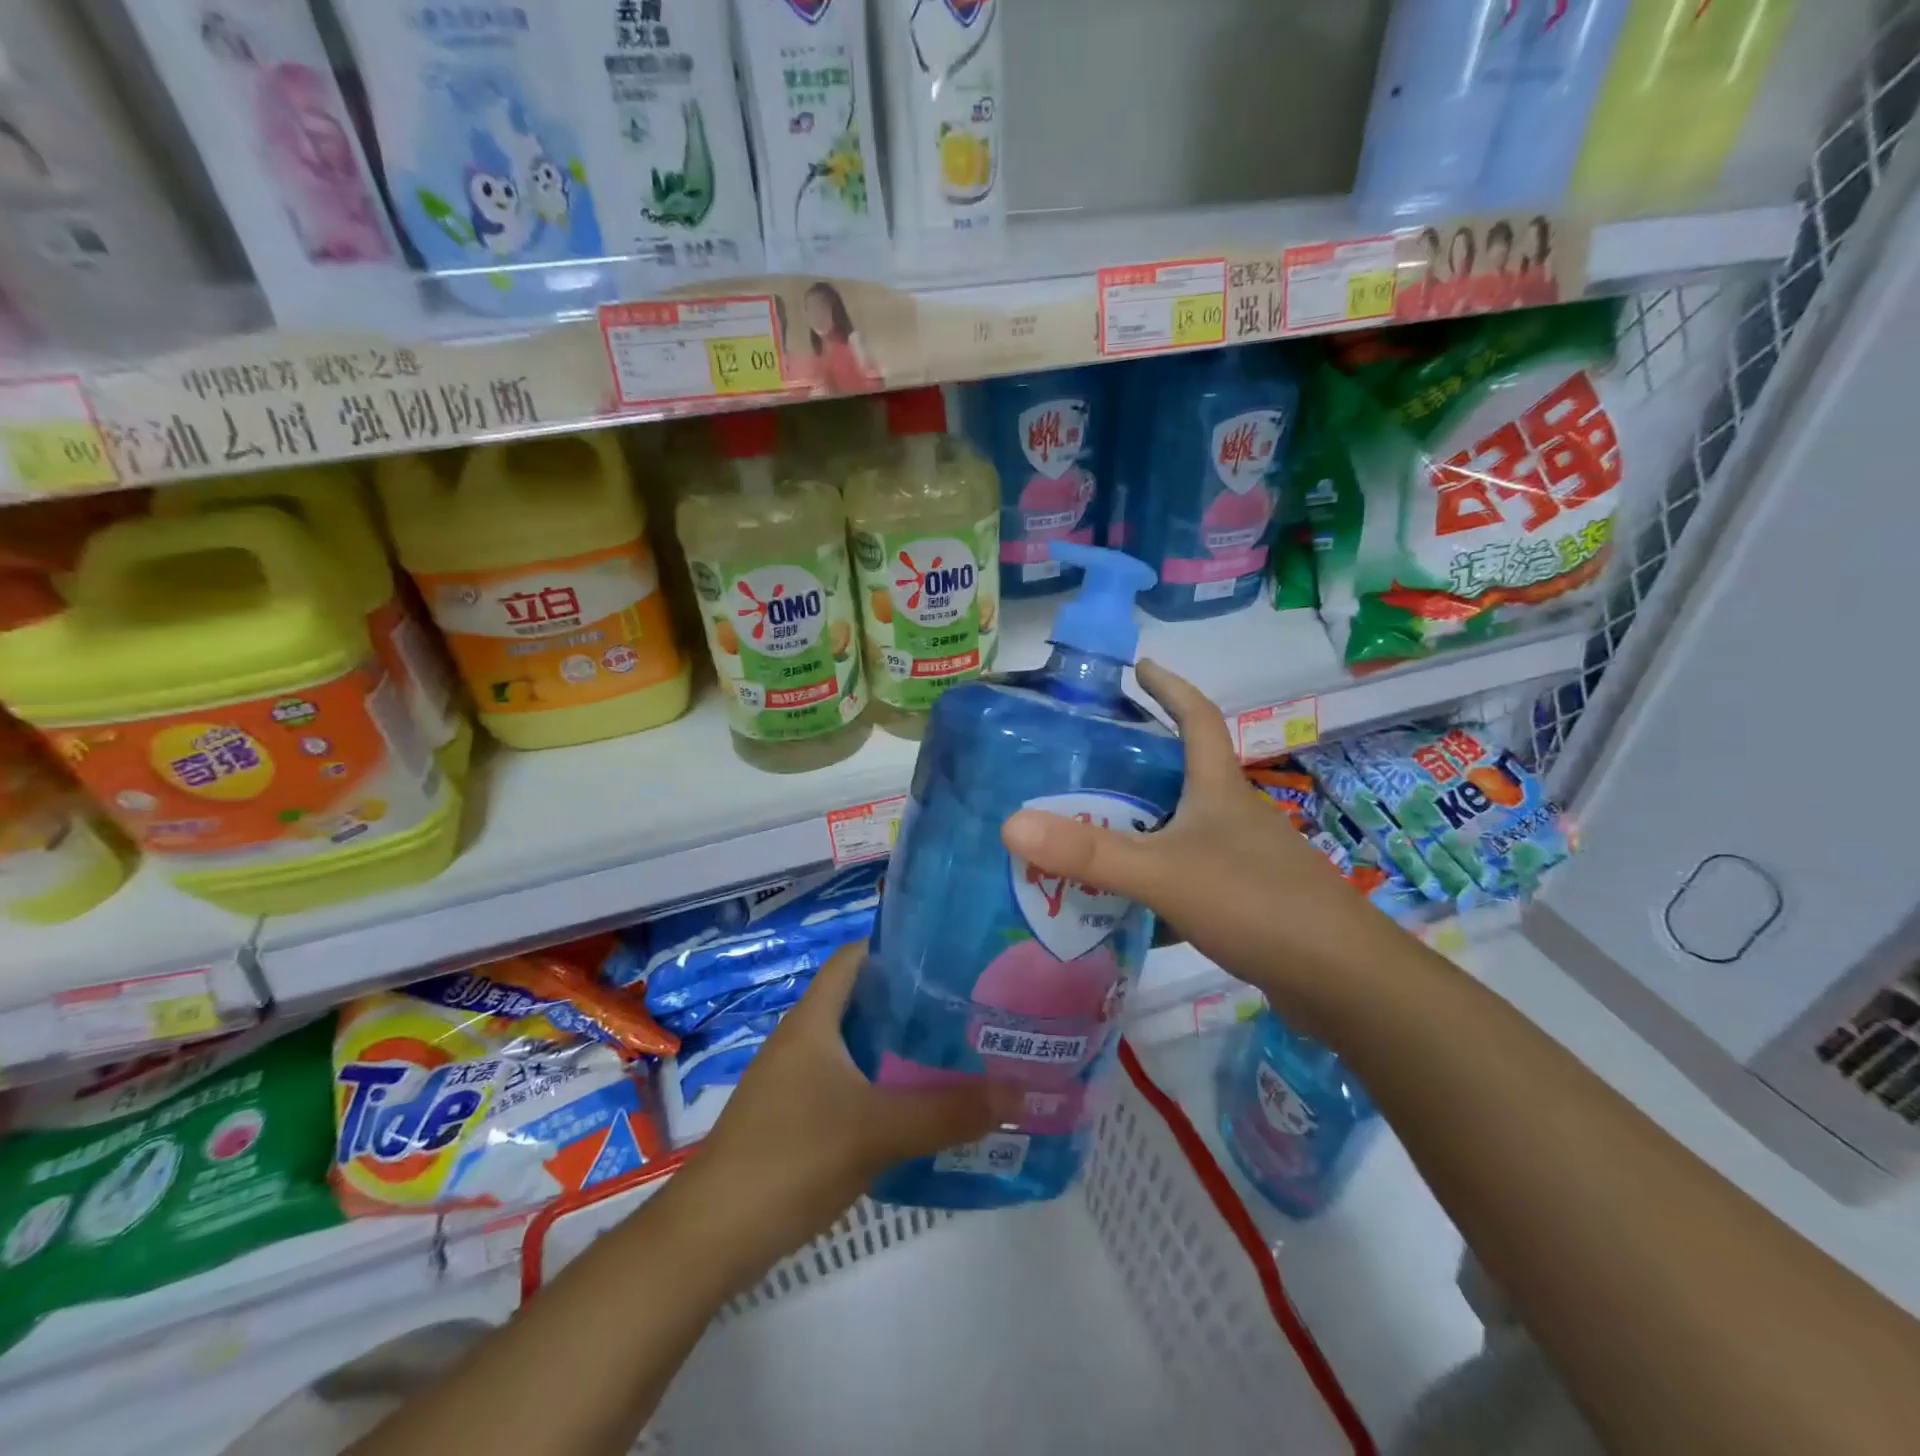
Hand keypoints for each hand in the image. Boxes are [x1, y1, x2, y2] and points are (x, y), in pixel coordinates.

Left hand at [687, 943, 996, 1273]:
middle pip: (863, 1003)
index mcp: (814, 1019)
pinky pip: (848, 1086)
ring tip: (956, 1056)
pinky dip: (882, 1088)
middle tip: (968, 1013)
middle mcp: (803, 1039)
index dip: (898, 951)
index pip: (856, 958)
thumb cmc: (791, 1156)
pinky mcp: (794, 1118)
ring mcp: (795, 1081)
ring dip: (900, 1052)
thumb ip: (947, 1111)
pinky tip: (917, 1111)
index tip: (949, 960)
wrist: (711, 1237)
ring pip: (858, 1048)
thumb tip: (1017, 1092)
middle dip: (913, 1006)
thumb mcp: (877, 1130)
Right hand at [1000, 660, 1405, 1032]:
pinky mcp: (1248, 902)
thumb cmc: (1256, 904)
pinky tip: (1128, 904)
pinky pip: (1190, 875)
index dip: (1170, 687)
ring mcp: (1245, 859)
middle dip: (1140, 762)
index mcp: (1219, 790)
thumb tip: (1011, 824)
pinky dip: (1158, 880)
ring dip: (1143, 826)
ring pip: (1184, 828)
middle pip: (1185, 773)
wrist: (1343, 981)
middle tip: (1086, 764)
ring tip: (1091, 832)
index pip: (1197, 717)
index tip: (1141, 667)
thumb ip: (1089, 854)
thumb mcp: (1163, 874)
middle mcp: (1234, 815)